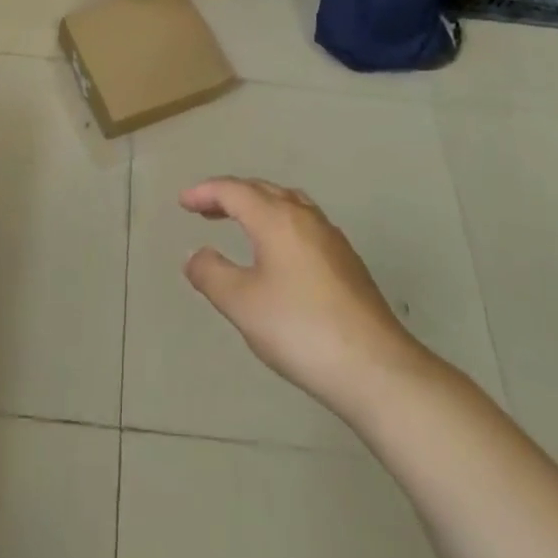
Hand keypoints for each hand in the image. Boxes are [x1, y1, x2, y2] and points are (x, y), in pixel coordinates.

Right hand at [181, 177, 427, 418]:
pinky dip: (280, 222)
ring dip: (259, 205)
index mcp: (276, 218)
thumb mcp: (242, 304)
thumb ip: (211, 274)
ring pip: (288, 203)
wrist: (376, 368)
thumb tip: (196, 255)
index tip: (182, 202)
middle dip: (230, 195)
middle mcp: (305, 217)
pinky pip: (304, 224)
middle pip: (262, 190)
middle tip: (205, 209)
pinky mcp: (347, 262)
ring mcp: (331, 238)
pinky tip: (279, 252)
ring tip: (240, 221)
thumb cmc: (300, 329)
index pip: (233, 190)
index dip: (205, 192)